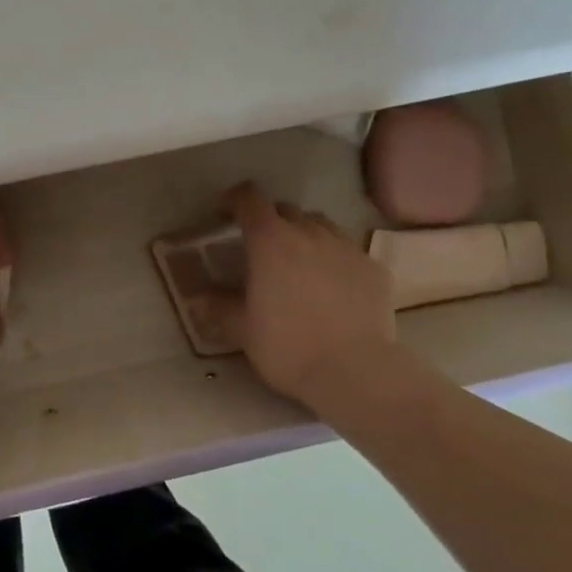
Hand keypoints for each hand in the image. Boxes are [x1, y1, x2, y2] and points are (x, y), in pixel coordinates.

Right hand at [203, 182, 397, 405]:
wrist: (355, 372)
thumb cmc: (288, 346)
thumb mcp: (242, 330)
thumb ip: (219, 307)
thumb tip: (197, 298)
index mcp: (270, 240)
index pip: (249, 199)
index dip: (235, 199)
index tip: (226, 211)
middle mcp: (309, 232)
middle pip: (285, 210)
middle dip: (271, 220)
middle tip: (263, 247)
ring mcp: (345, 247)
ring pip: (320, 225)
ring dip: (305, 235)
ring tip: (300, 262)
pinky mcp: (374, 268)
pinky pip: (349, 252)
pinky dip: (336, 260)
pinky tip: (335, 287)